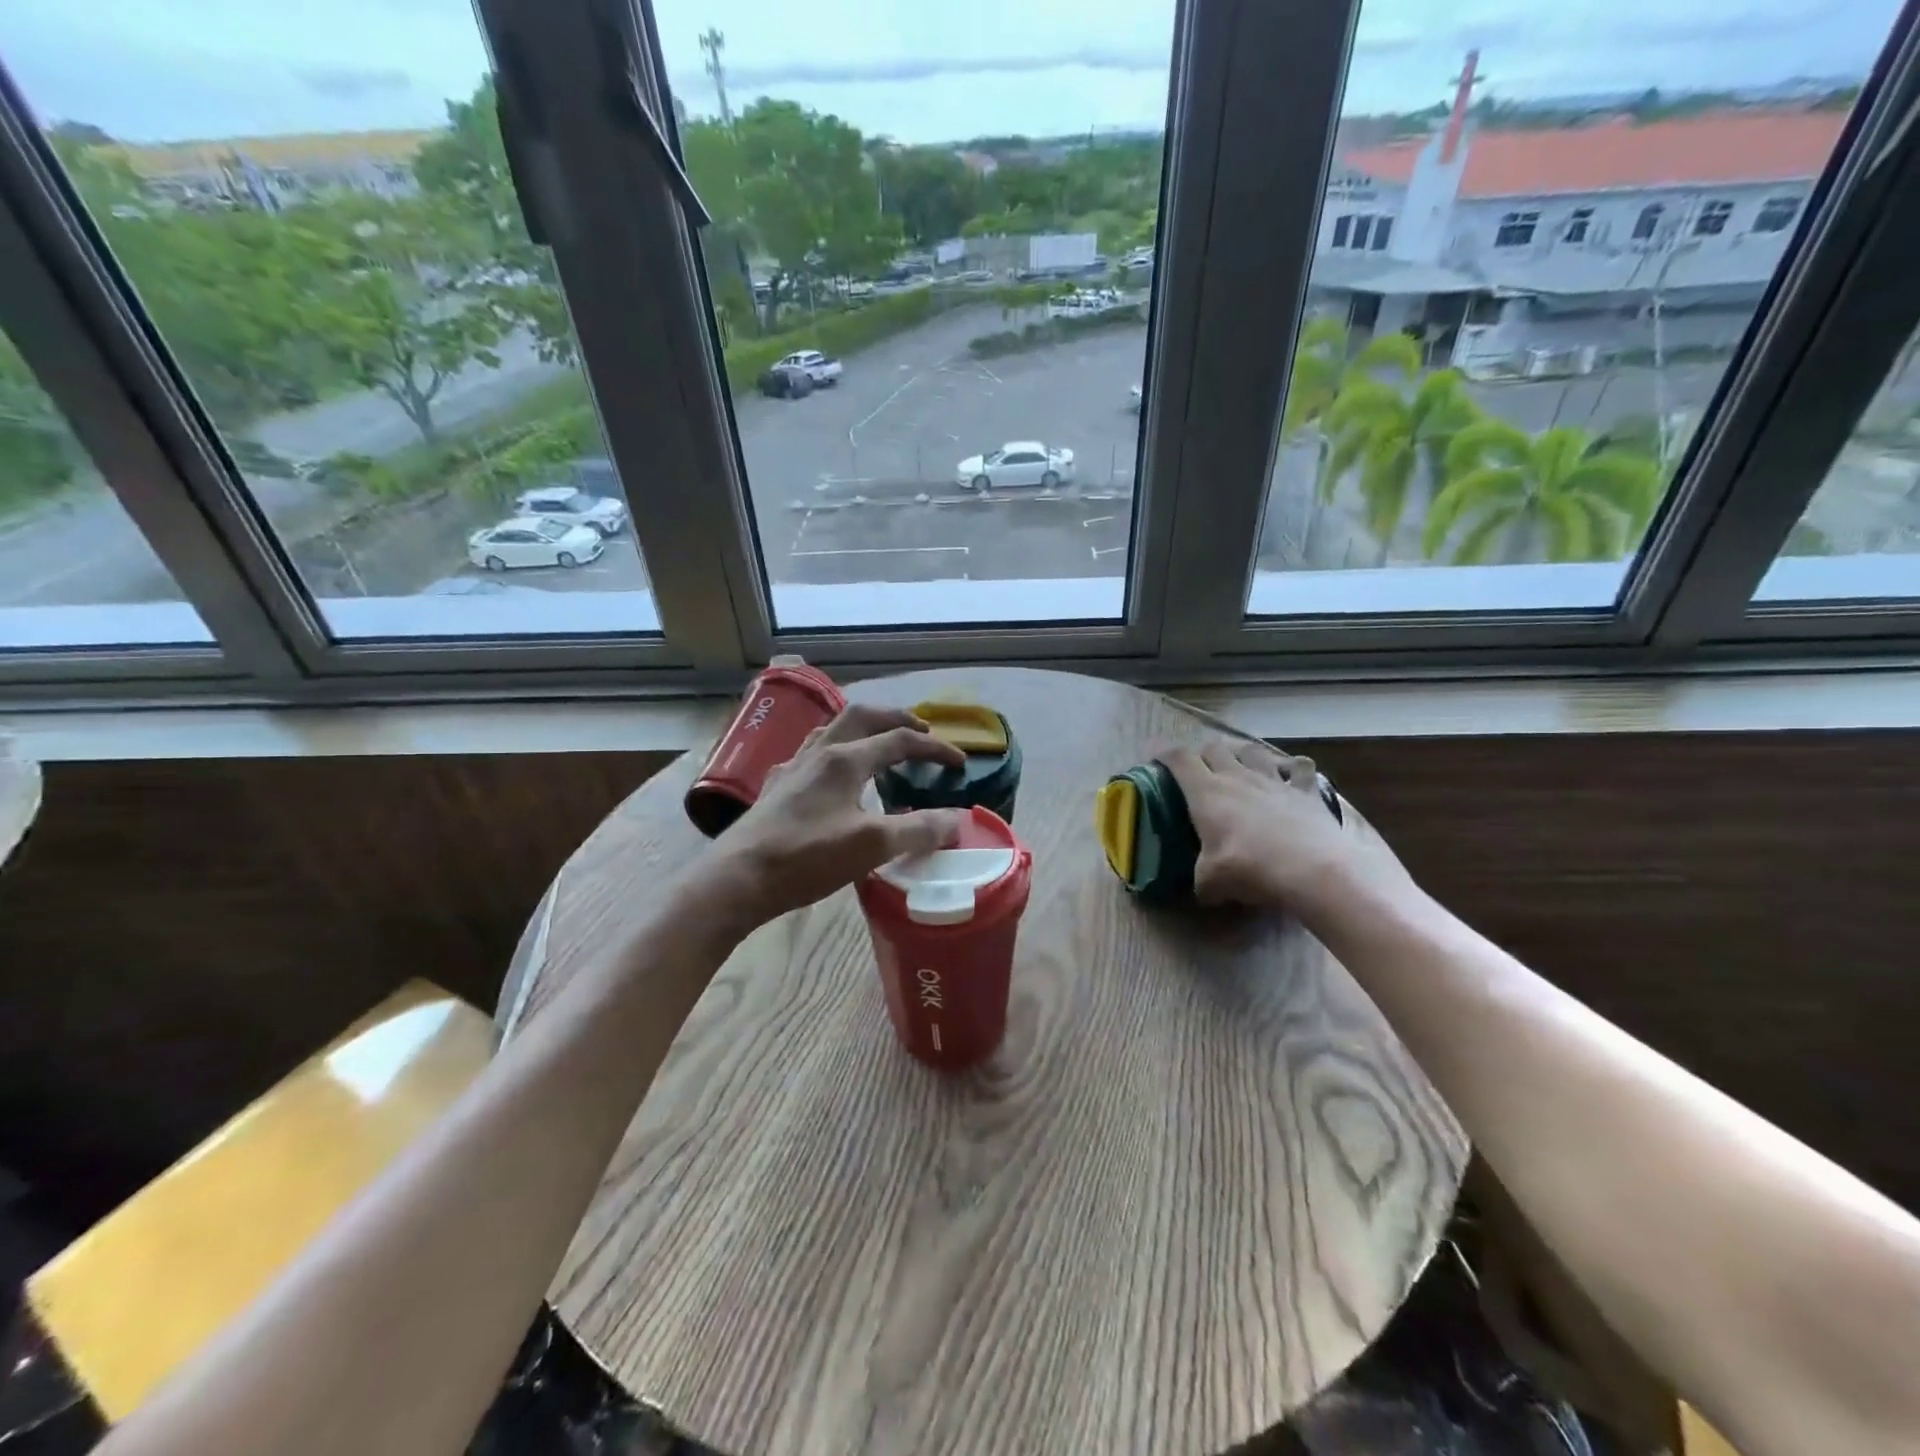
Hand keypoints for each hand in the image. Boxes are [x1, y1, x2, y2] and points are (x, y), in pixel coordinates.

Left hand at [702, 705, 968, 928]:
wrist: (738, 879)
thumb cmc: (807, 857)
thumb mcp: (872, 845)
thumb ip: (918, 829)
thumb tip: (956, 820)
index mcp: (845, 759)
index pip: (899, 739)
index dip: (934, 747)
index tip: (960, 763)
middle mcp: (818, 753)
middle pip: (862, 717)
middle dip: (895, 718)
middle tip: (920, 730)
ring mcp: (793, 768)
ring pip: (832, 731)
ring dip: (863, 730)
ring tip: (880, 745)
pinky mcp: (777, 789)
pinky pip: (813, 755)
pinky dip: (836, 753)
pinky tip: (833, 778)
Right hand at [1160, 740, 1393, 916]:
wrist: (1310, 869)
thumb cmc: (1249, 868)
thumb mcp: (1211, 882)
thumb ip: (1202, 882)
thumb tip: (1203, 891)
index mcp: (1206, 792)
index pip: (1179, 759)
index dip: (1165, 753)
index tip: (1157, 756)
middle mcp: (1237, 776)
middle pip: (1214, 748)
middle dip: (1203, 754)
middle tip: (1201, 770)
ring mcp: (1273, 779)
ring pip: (1253, 750)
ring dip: (1243, 754)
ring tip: (1241, 766)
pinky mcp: (1305, 790)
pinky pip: (1299, 767)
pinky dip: (1292, 768)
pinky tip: (1290, 776)